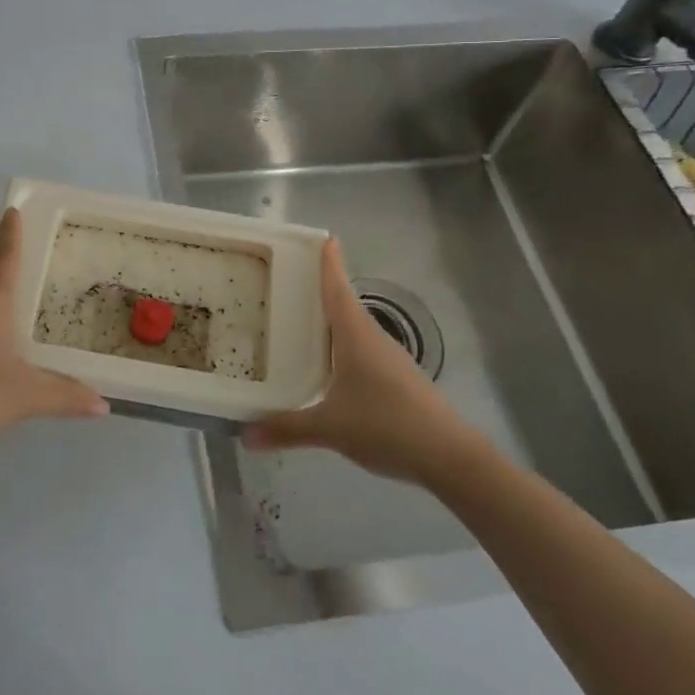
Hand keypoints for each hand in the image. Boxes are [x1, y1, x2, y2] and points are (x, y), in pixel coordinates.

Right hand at [243, 239, 471, 483]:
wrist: (449, 456)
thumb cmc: (386, 425)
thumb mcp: (330, 428)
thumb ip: (287, 429)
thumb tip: (245, 435)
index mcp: (356, 336)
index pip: (338, 289)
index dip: (330, 264)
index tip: (324, 238)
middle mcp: (373, 339)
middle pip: (345, 305)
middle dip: (322, 291)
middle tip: (291, 281)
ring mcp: (389, 360)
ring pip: (354, 331)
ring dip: (332, 322)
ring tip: (302, 321)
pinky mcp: (398, 380)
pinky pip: (362, 352)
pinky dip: (342, 349)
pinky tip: (328, 367)